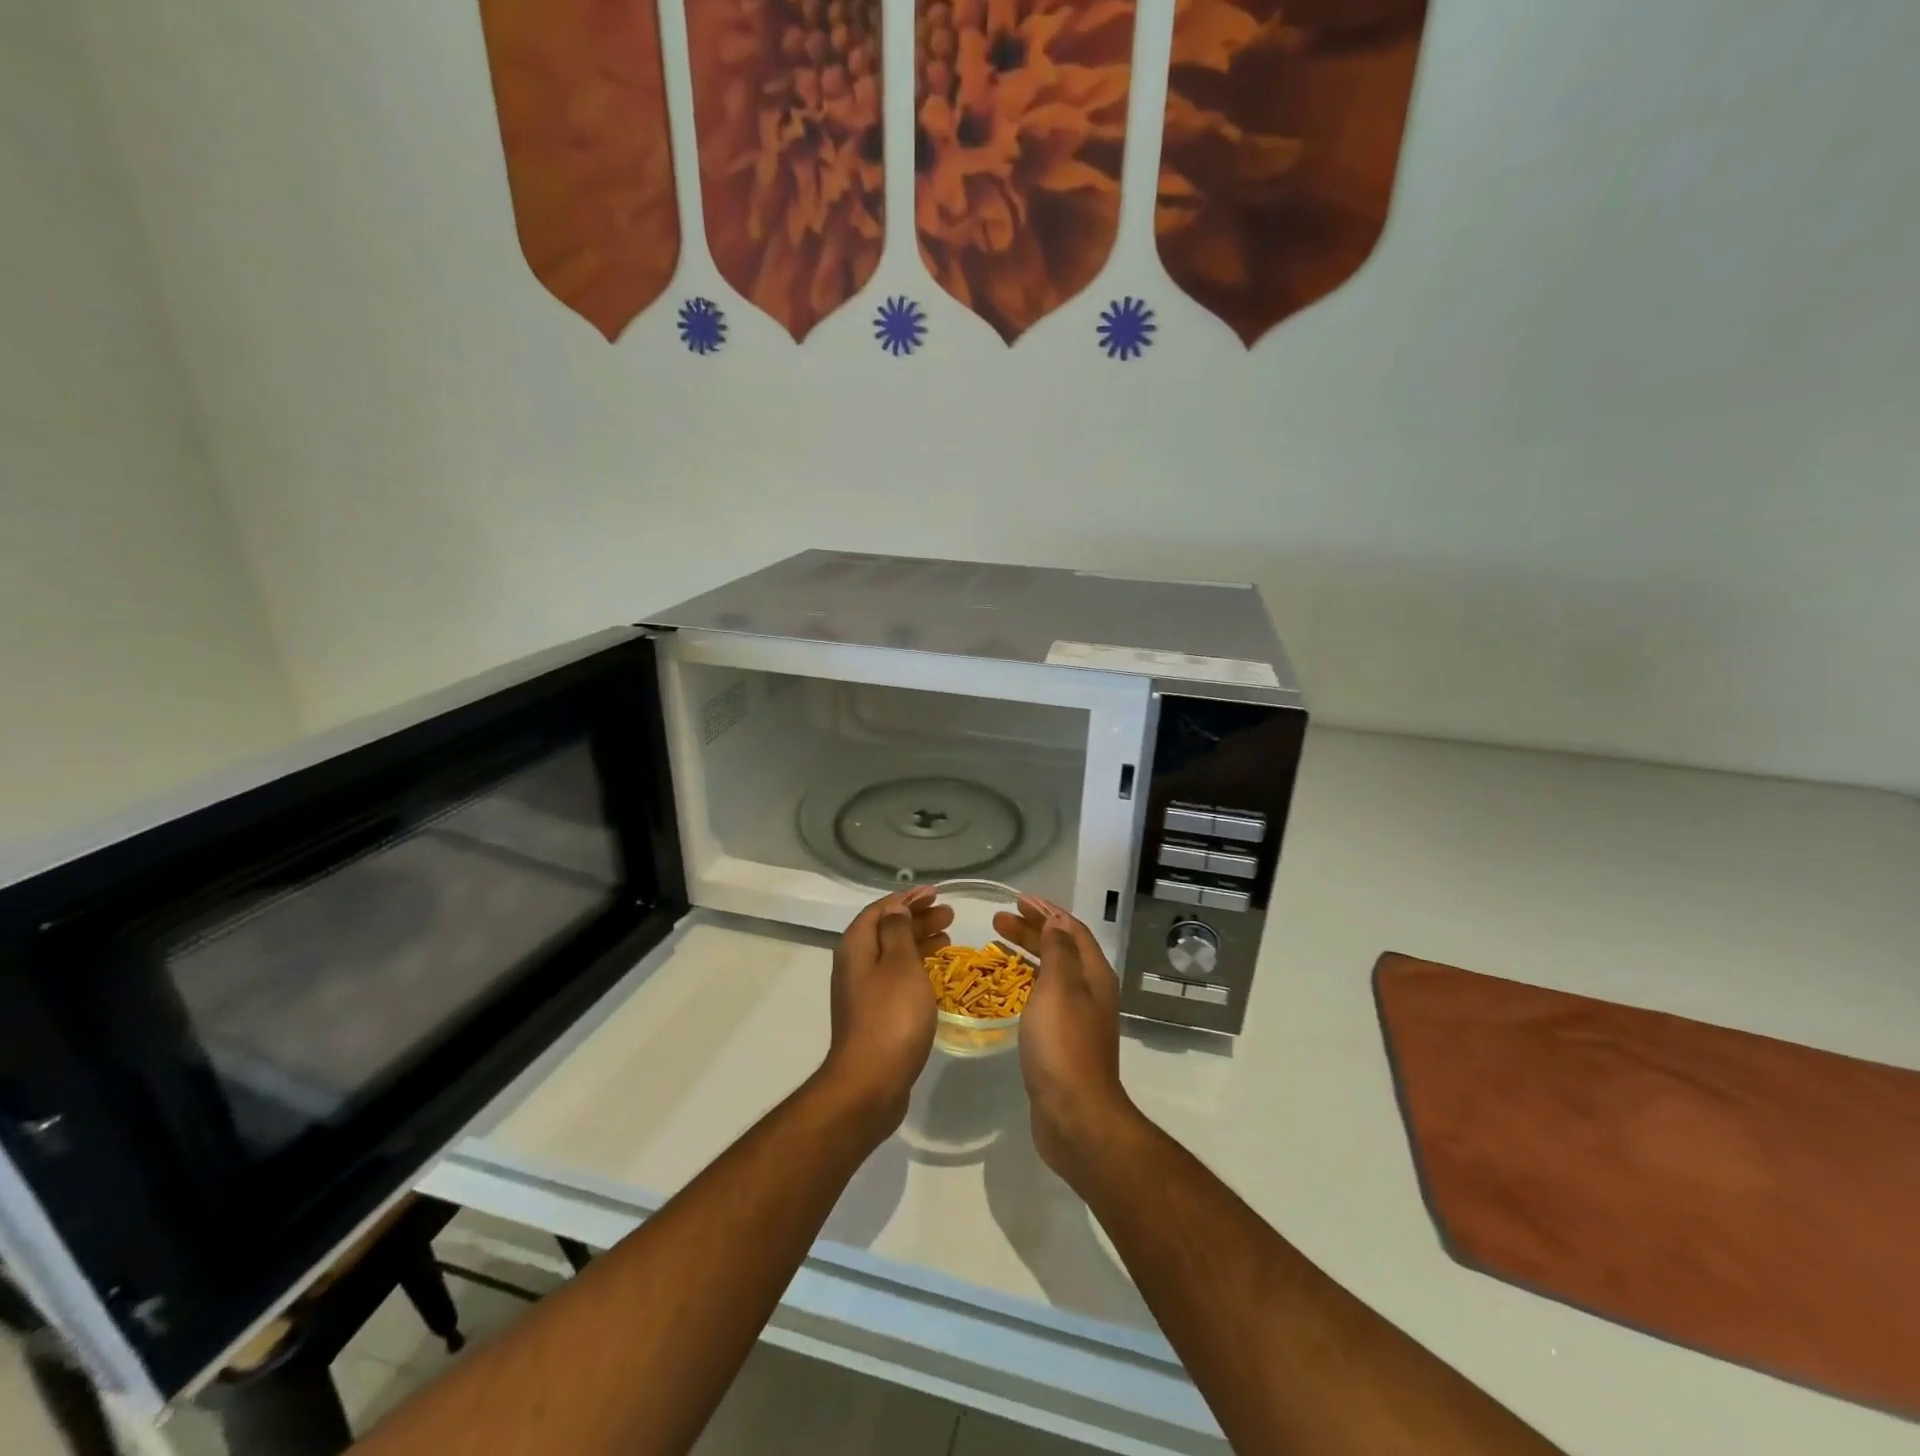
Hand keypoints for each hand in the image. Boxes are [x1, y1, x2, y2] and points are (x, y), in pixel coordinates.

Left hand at [821, 887, 951, 1134]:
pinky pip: (895, 979)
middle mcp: (854, 965)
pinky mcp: (873, 1015)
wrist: (870, 1082)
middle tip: (949, 915)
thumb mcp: (900, 964)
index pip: (880, 910)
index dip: (907, 898)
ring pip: (892, 956)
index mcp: (856, 947)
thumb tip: (894, 907)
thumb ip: (897, 931)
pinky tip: (935, 975)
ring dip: (918, 943)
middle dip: (916, 919)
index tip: (935, 893)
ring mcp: (862, 993)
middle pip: (886, 931)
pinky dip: (916, 968)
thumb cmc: (891, 1015)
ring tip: (948, 939)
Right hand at [992, 897, 1135, 1185]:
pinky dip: (1025, 983)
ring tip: (997, 946)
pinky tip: (1007, 989)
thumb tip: (1056, 922)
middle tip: (997, 921)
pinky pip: (1043, 998)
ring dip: (1027, 955)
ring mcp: (1078, 1019)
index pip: (1072, 930)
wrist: (1075, 1115)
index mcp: (1094, 975)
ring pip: (1051, 974)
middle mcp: (1090, 992)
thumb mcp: (1059, 987)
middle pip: (1061, 949)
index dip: (1047, 912)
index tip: (1018, 900)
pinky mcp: (1062, 1042)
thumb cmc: (1064, 1044)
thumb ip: (1058, 951)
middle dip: (1032, 931)